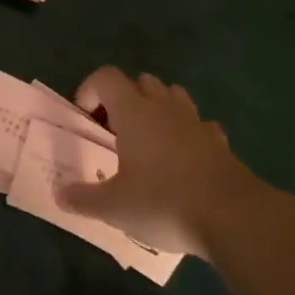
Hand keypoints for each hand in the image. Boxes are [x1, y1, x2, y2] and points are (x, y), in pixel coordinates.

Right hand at [57, 67, 258, 257]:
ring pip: (173, 96)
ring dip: (158, 109)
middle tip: (115, 132)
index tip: (86, 119)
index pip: (107, 77)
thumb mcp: (114, 207)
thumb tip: (60, 195)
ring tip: (148, 142)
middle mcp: (164, 107)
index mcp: (134, 112)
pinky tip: (184, 160)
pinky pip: (200, 125)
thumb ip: (84, 199)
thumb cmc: (164, 202)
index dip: (90, 90)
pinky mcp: (220, 143)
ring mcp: (196, 122)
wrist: (234, 217)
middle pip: (142, 81)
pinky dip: (188, 134)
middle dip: (125, 99)